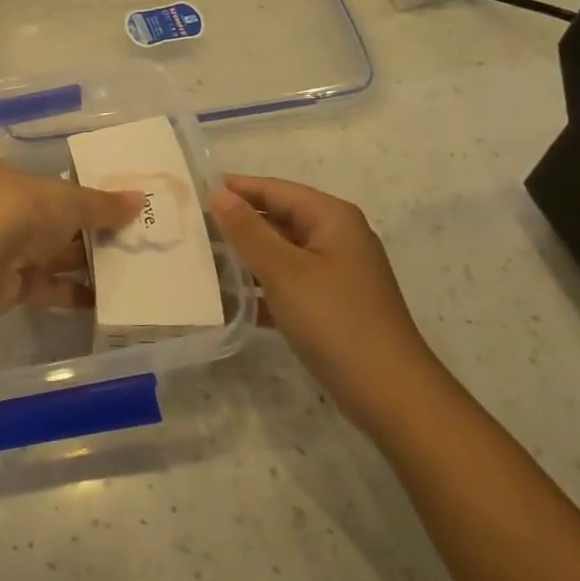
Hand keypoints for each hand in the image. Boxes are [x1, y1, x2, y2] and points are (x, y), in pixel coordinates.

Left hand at [0, 160, 143, 316]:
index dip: (83, 195)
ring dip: (85, 263)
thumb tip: (140, 199)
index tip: (116, 206)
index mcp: (10, 179)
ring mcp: (3, 249)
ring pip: (52, 255)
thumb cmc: (21, 211)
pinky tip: (106, 299)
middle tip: (131, 239)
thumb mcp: (69, 200)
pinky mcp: (8, 285)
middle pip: (54, 221)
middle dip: (89, 232)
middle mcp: (3, 211)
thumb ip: (104, 205)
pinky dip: (73, 292)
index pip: (51, 185)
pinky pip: (48, 286)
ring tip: (128, 269)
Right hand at [209, 175, 446, 435]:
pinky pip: (288, 285)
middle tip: (190, 229)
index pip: (275, 189)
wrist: (389, 392)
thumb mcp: (283, 270)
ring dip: (245, 259)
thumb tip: (218, 194)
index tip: (192, 191)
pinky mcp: (331, 305)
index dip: (236, 188)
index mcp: (331, 218)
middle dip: (237, 225)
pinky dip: (260, 289)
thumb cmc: (334, 319)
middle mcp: (336, 237)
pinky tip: (228, 302)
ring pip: (281, 254)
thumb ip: (248, 230)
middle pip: (278, 219)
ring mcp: (336, 273)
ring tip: (200, 263)